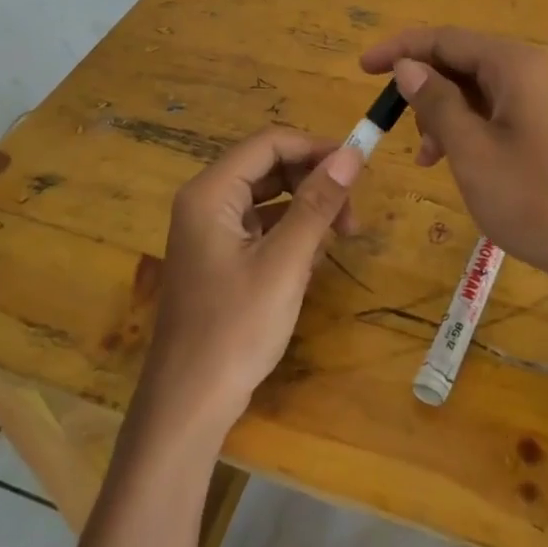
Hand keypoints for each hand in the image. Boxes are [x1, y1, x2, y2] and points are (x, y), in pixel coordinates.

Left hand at [139, 127, 363, 436]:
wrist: (189, 403)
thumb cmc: (235, 328)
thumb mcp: (285, 262)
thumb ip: (317, 204)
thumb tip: (351, 154)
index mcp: (210, 193)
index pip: (269, 143)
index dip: (315, 147)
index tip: (358, 168)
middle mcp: (205, 202)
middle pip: (268, 167)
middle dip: (313, 182)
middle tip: (351, 217)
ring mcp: (209, 231)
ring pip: (268, 197)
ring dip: (306, 209)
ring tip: (339, 240)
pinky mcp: (218, 257)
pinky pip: (261, 226)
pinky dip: (290, 233)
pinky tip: (311, 260)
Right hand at [360, 27, 547, 304]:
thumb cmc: (533, 197)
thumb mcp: (472, 150)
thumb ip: (436, 103)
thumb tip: (408, 66)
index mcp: (511, 65)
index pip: (444, 38)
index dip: (400, 49)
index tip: (362, 69)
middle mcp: (527, 72)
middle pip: (460, 62)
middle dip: (423, 89)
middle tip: (400, 126)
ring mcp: (539, 102)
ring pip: (475, 92)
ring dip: (442, 115)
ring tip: (429, 157)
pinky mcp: (544, 131)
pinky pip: (493, 115)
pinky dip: (466, 132)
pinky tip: (454, 163)